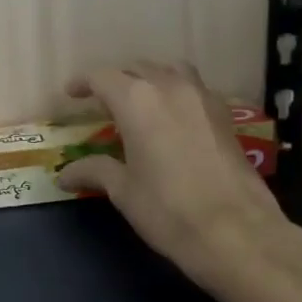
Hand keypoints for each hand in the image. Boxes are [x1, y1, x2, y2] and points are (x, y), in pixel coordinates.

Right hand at [56, 61, 290, 289]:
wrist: (237, 232)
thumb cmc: (168, 209)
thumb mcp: (123, 191)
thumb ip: (94, 172)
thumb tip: (64, 175)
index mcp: (136, 101)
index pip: (102, 77)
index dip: (83, 83)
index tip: (71, 95)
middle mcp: (169, 88)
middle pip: (136, 68)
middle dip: (116, 80)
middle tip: (102, 102)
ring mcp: (202, 98)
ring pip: (170, 70)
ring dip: (150, 78)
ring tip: (140, 100)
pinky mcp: (225, 116)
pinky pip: (194, 88)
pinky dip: (177, 92)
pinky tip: (173, 118)